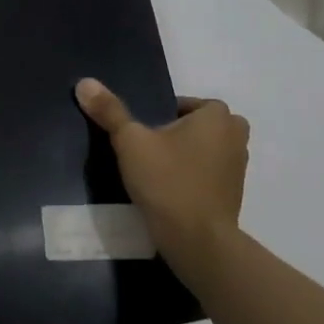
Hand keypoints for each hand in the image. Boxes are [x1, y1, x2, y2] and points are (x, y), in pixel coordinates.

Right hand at [75, 78, 248, 262]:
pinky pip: (209, 175)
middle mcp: (236, 136)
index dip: (162, 115)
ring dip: (186, 156)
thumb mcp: (130, 142)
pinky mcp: (234, 195)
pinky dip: (193, 178)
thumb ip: (110, 111)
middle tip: (148, 150)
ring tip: (156, 172)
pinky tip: (169, 192)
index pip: (186, 103)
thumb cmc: (167, 181)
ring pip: (206, 150)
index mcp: (217, 116)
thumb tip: (84, 82)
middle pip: (198, 126)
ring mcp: (238, 168)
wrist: (197, 240)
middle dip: (177, 134)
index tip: (142, 134)